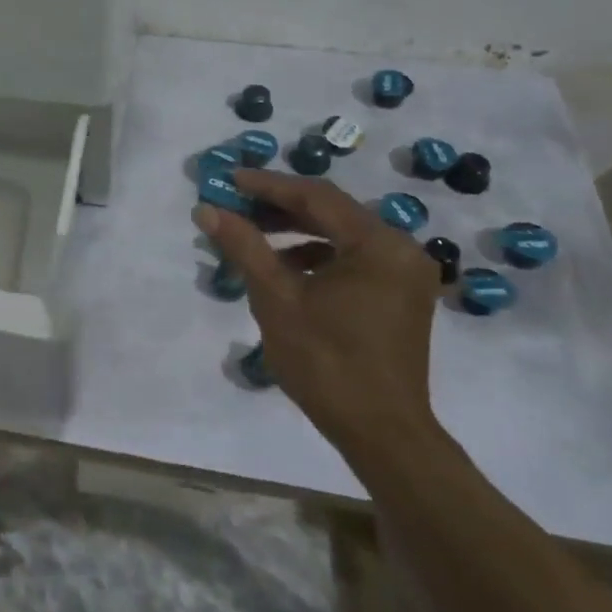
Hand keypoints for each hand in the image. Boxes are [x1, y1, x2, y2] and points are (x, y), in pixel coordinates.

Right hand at [193, 169, 442, 460]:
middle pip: (332, 212)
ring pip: (342, 236)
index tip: (228, 178)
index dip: (267, 185)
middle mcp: (401, 249)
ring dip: (296, 231)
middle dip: (279, 207)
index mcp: (379, 244)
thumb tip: (207, 210)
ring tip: (251, 234)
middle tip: (234, 204)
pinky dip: (317, 256)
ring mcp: (405, 274)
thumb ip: (244, 247)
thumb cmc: (326, 362)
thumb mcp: (276, 299)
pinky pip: (353, 259)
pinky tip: (284, 267)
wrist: (381, 433)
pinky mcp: (400, 296)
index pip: (316, 196)